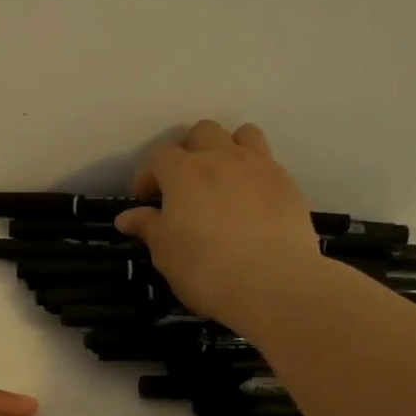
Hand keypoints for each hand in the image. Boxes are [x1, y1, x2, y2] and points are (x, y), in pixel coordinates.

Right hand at [114, 120, 324, 327]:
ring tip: (221, 179)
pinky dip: (253, 172)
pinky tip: (250, 200)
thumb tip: (126, 217)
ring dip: (227, 148)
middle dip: (188, 151)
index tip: (144, 198)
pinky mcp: (288, 184)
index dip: (147, 174)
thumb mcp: (165, 253)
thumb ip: (147, 227)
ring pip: (242, 134)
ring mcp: (259, 167)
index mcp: (184, 172)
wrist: (273, 283)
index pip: (158, 156)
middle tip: (182, 183)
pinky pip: (267, 162)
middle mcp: (221, 157)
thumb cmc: (206, 270)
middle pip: (202, 132)